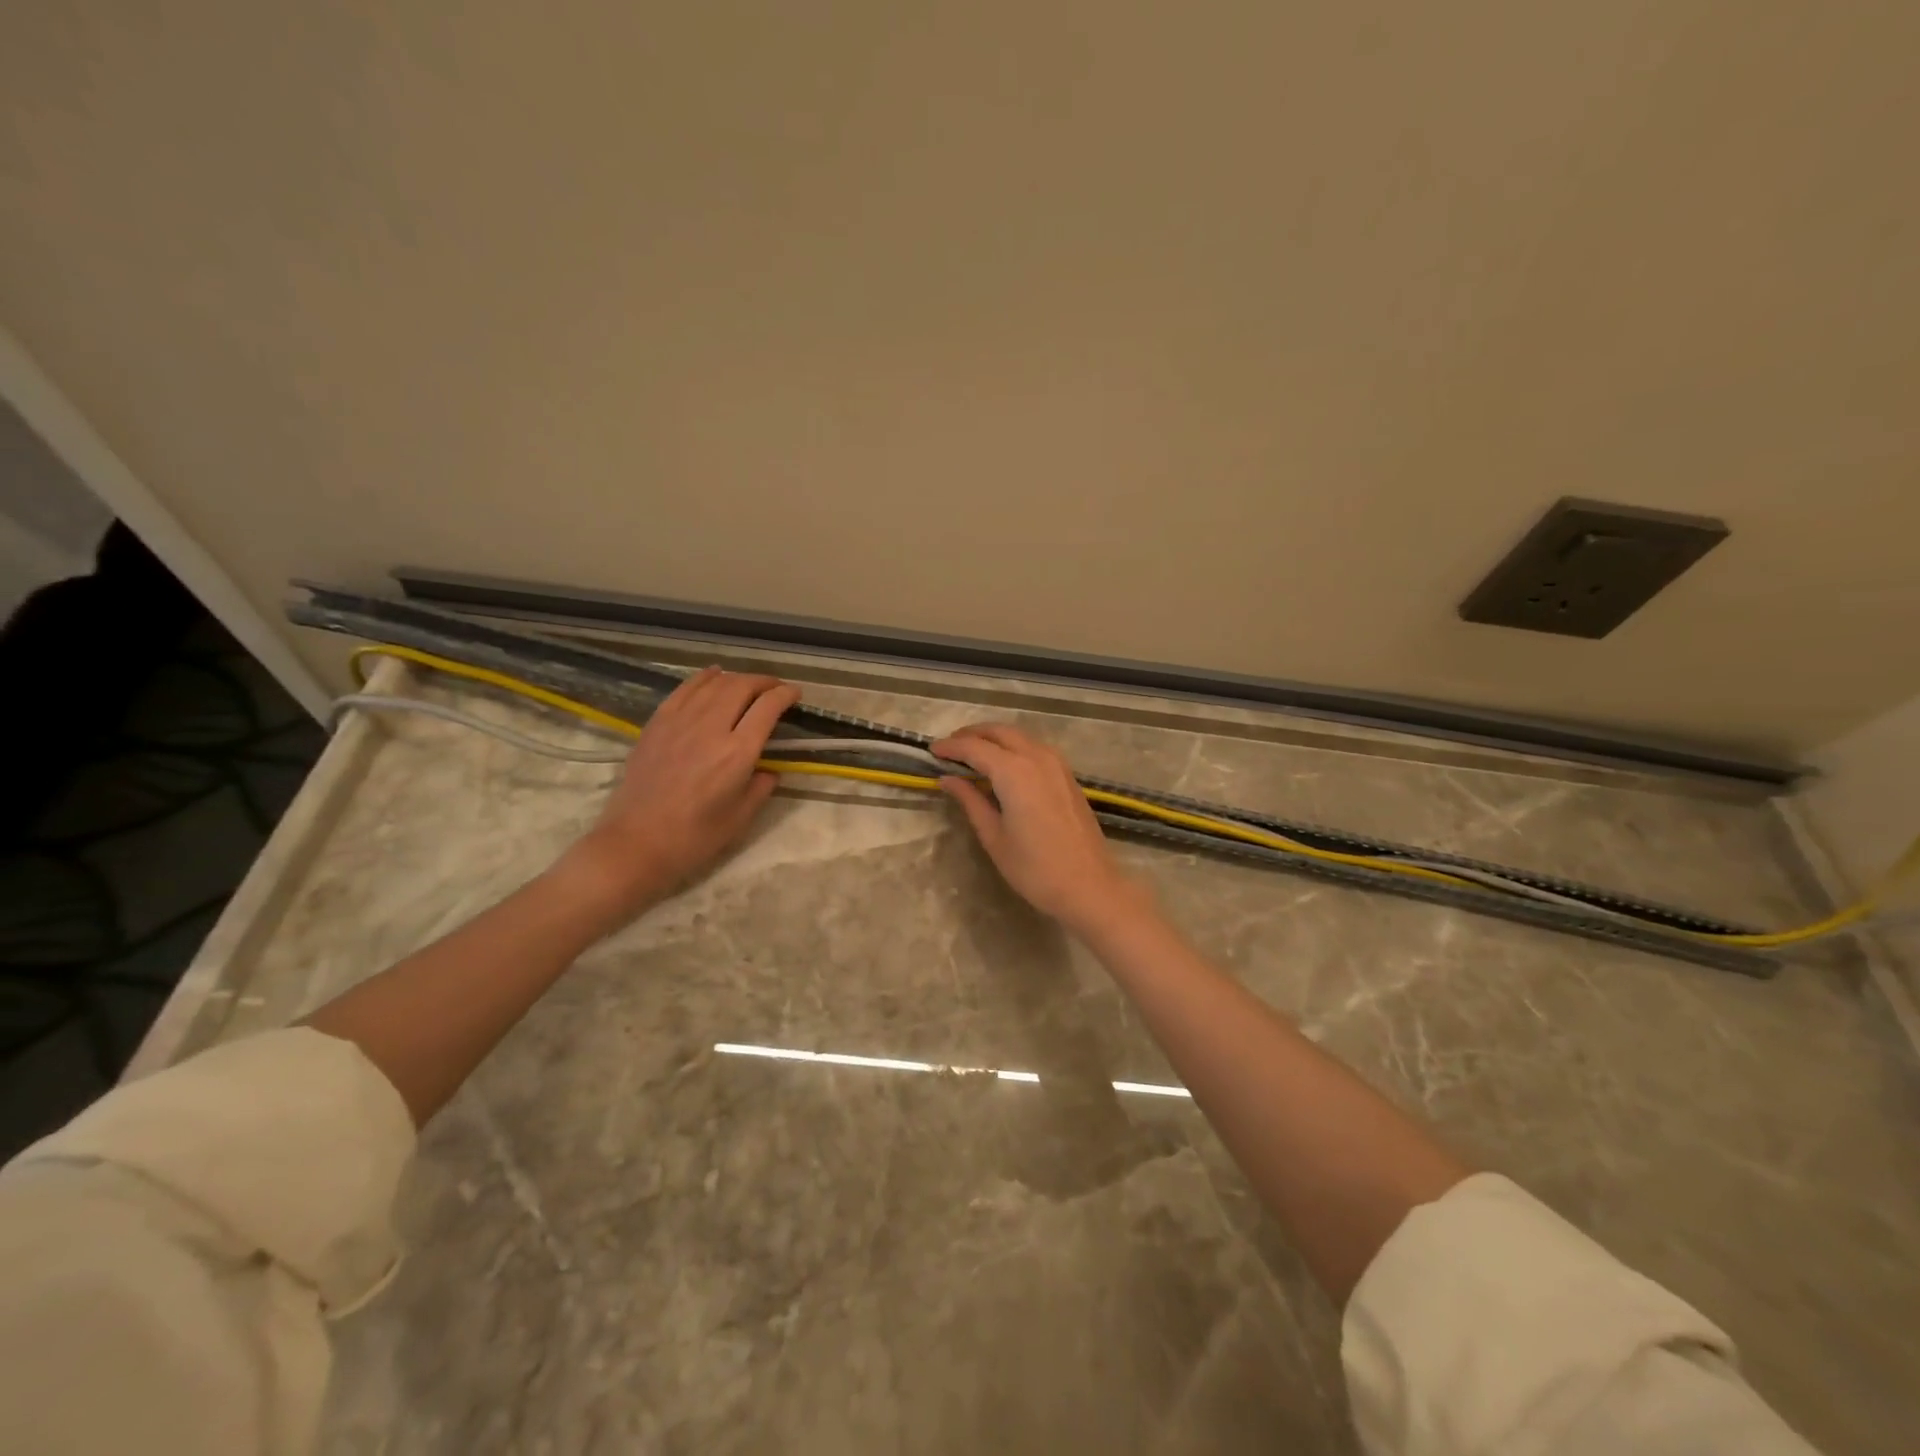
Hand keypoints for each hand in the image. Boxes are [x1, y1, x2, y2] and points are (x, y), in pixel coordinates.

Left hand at [560, 667, 798, 919]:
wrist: (636, 843)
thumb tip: (769, 770)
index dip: (785, 695)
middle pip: (742, 687)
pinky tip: (713, 675)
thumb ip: (761, 787)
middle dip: (764, 682)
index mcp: (737, 753)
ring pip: (714, 683)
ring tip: (748, 683)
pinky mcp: (657, 724)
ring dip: (737, 678)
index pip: (767, 708)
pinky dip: (704, 677)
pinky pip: (684, 689)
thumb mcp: (741, 818)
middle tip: (775, 688)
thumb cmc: (694, 838)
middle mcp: (711, 728)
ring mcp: (680, 722)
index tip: (795, 694)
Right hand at [932, 723, 1150, 934]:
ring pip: (1020, 736)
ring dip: (995, 738)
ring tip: (973, 754)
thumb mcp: (994, 837)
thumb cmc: (1035, 868)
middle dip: (972, 735)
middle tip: (950, 747)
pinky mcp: (1067, 776)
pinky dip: (1014, 747)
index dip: (951, 747)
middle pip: (1000, 732)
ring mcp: (1057, 764)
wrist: (1089, 886)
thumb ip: (971, 801)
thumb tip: (948, 779)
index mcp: (1014, 772)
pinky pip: (1035, 748)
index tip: (931, 751)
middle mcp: (1037, 758)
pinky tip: (1003, 766)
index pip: (975, 748)